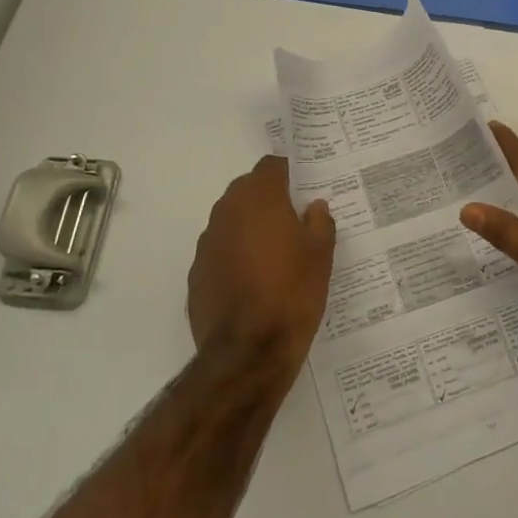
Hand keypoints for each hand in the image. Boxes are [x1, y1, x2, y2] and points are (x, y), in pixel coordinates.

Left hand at [187, 156, 336, 374]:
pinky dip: (235, 256)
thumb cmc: (293, 292)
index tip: (303, 188)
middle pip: (247, 190)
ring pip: (231, 221)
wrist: (249, 350)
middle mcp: (227, 212)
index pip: (271, 166)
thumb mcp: (321, 255)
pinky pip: (220, 251)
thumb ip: (319, 222)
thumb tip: (313, 206)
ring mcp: (207, 244)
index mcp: (259, 200)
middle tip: (293, 220)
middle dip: (268, 199)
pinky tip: (253, 281)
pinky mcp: (196, 273)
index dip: (288, 174)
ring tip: (275, 254)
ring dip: (250, 227)